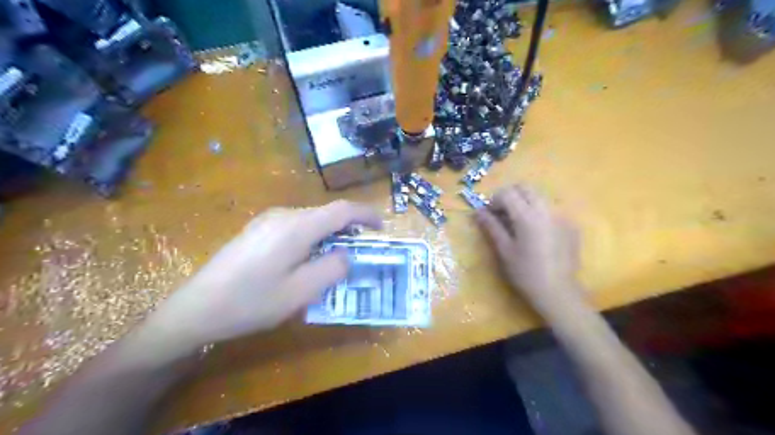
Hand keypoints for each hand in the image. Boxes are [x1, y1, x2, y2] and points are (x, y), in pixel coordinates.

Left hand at [143, 201, 382, 352]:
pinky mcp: (257, 229)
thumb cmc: (251, 302)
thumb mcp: (300, 292)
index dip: (366, 215)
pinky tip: (305, 260)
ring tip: (335, 258)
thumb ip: (332, 269)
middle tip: (361, 251)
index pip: (342, 210)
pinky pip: (295, 226)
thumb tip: (346, 254)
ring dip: (329, 234)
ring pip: (311, 220)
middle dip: (349, 228)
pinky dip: (312, 237)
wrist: (196, 308)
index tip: (382, 227)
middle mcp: (283, 215)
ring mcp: (267, 220)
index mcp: (297, 227)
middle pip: (327, 214)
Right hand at [475, 183, 577, 308]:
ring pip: (539, 196)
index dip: (494, 200)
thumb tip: (478, 211)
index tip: (490, 214)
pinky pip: (551, 208)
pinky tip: (536, 232)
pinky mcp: (570, 225)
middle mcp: (546, 209)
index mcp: (527, 216)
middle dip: (510, 195)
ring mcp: (561, 215)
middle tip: (502, 214)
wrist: (558, 292)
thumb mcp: (504, 250)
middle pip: (525, 188)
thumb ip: (491, 227)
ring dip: (525, 202)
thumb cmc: (525, 273)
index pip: (507, 193)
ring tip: (519, 223)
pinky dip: (539, 211)